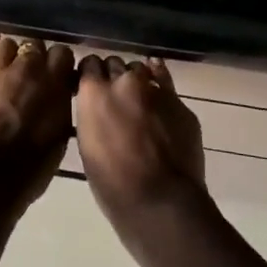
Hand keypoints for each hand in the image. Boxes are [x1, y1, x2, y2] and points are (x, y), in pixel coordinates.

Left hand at [0, 34, 74, 203]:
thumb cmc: (29, 169)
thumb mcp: (58, 138)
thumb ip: (60, 107)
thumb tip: (58, 94)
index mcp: (54, 85)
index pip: (63, 52)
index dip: (60, 61)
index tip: (57, 73)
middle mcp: (28, 70)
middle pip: (34, 44)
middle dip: (35, 55)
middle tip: (31, 73)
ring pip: (7, 43)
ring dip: (11, 53)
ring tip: (8, 67)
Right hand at [74, 55, 206, 227]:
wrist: (161, 202)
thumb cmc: (113, 184)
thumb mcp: (88, 146)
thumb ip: (92, 116)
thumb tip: (97, 108)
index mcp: (94, 94)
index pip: (89, 64)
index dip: (91, 75)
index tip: (91, 87)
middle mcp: (123, 82)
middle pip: (115, 63)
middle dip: (113, 76)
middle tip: (114, 97)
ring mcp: (154, 89)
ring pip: (140, 70)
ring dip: (136, 80)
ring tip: (137, 99)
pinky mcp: (179, 102)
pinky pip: (165, 80)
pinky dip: (159, 79)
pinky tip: (157, 82)